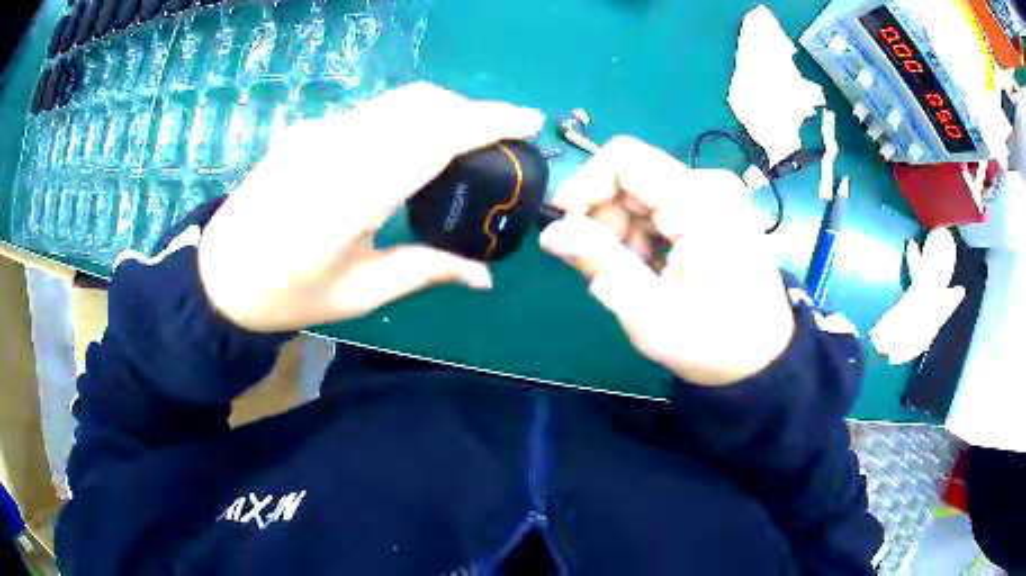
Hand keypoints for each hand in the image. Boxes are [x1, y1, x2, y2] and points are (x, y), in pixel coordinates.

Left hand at [199, 83, 543, 331]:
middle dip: (471, 110)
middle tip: (500, 138)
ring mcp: (317, 132)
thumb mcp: (359, 293)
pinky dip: (408, 116)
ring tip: (466, 140)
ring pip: (396, 100)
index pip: (433, 137)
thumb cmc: (287, 294)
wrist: (219, 274)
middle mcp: (335, 149)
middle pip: (420, 103)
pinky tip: (412, 146)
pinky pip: (372, 110)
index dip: (488, 120)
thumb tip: (485, 277)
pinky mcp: (308, 129)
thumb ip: (426, 271)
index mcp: (351, 198)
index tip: (528, 119)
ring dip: (441, 109)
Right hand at [540, 136, 793, 385]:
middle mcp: (710, 185)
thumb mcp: (649, 312)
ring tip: (633, 276)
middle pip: (632, 177)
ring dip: (624, 231)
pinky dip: (645, 234)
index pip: (624, 159)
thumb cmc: (713, 342)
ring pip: (643, 193)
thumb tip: (550, 232)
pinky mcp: (717, 209)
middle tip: (602, 266)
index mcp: (700, 201)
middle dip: (605, 217)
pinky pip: (662, 206)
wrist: (764, 359)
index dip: (585, 184)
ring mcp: (716, 196)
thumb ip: (599, 264)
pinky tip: (653, 269)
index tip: (566, 226)